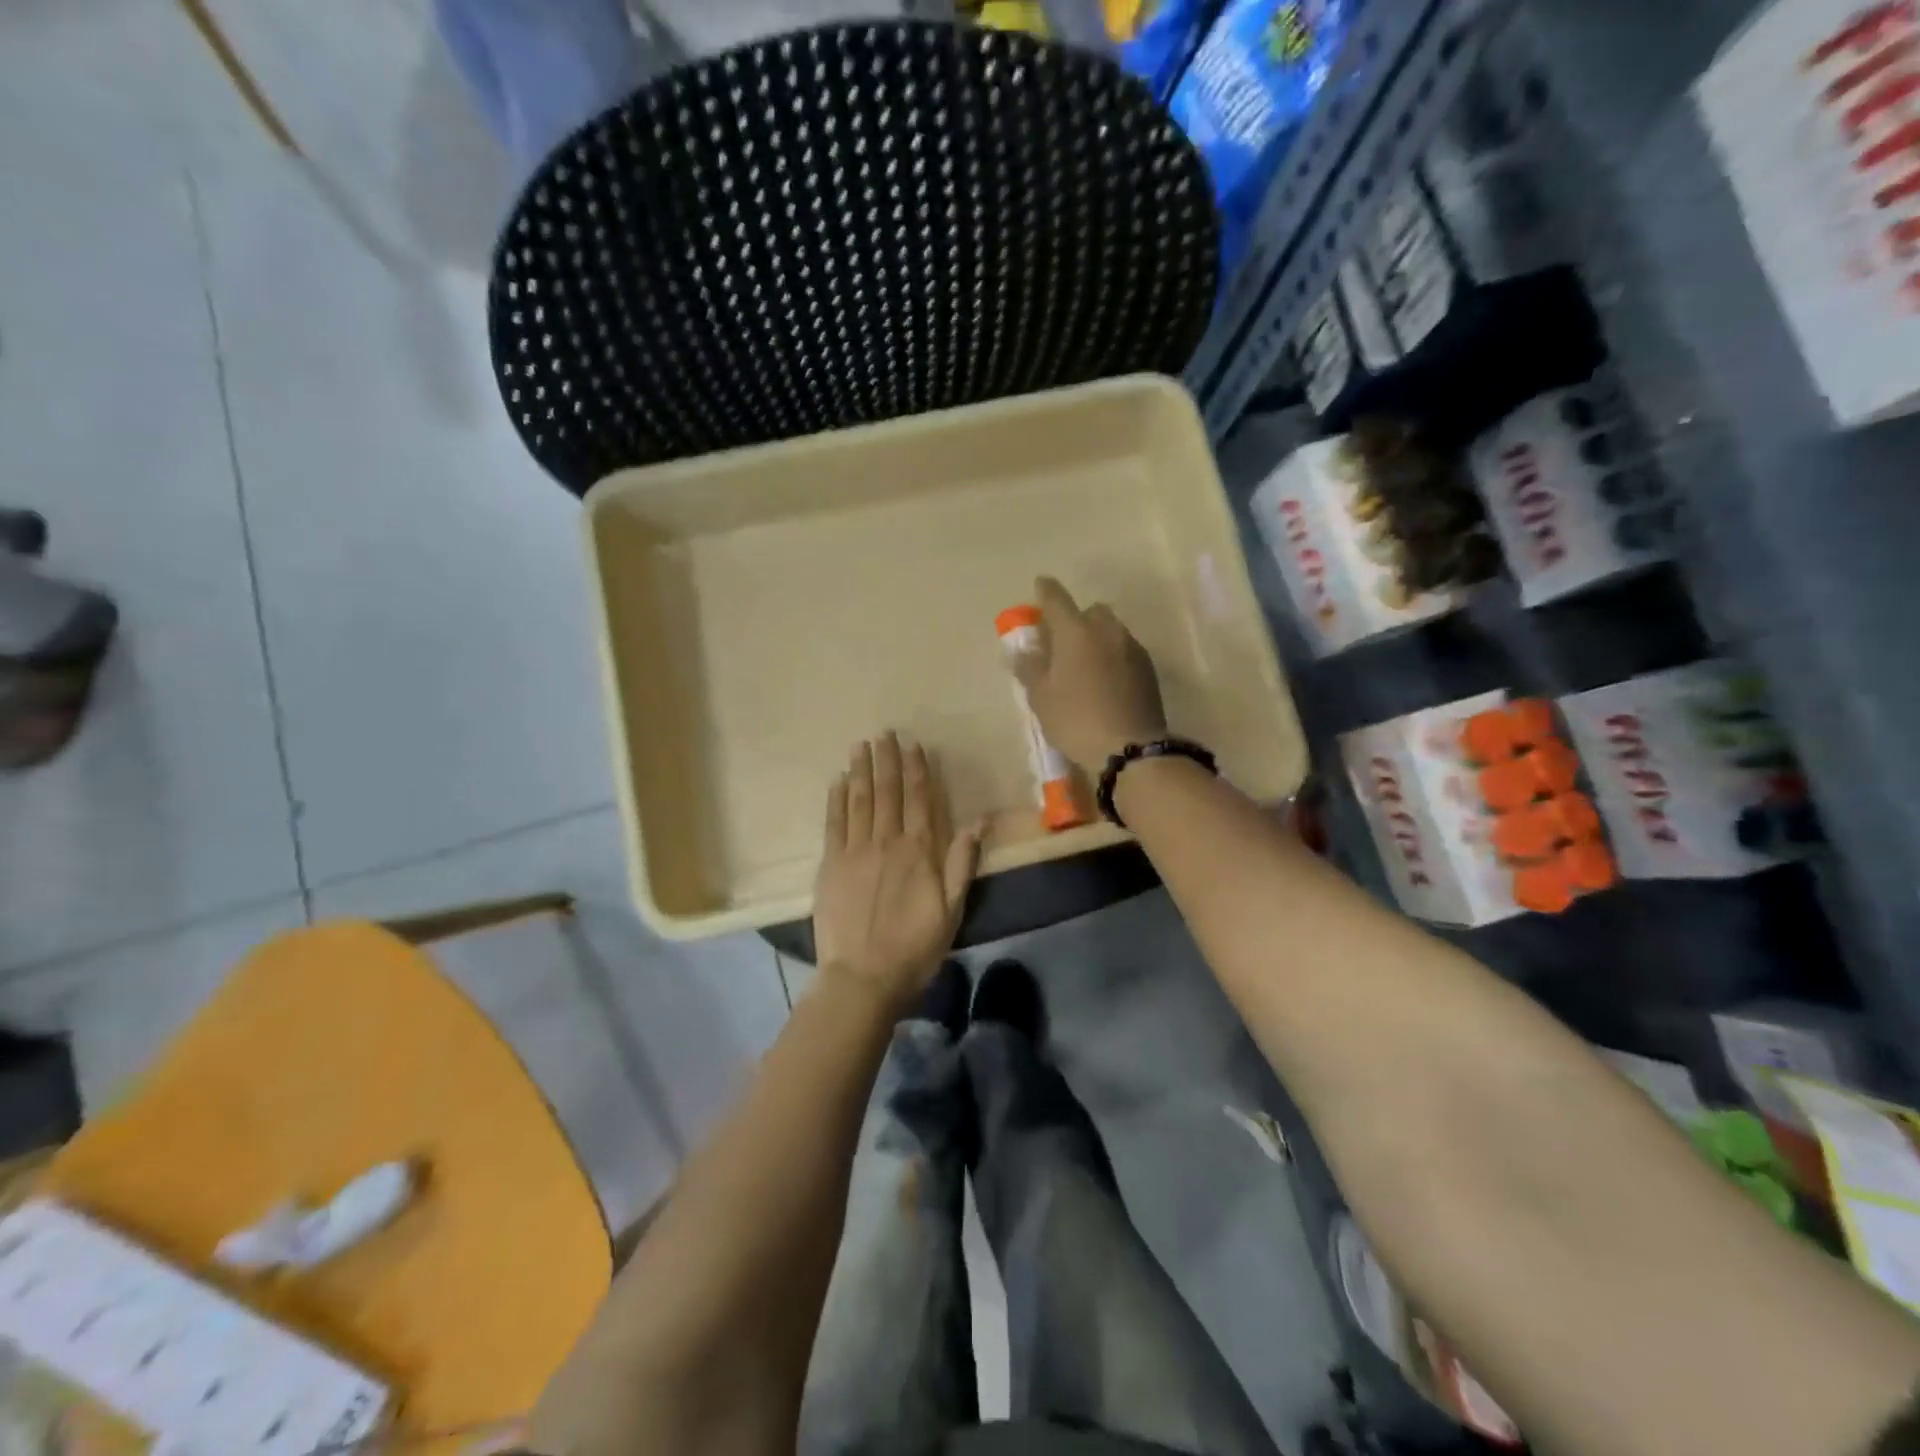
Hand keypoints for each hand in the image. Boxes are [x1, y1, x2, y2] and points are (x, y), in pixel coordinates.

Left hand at [813, 733, 983, 1011]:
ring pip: (859, 800)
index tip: (913, 746)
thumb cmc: (915, 947)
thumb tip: (979, 821)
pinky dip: (836, 799)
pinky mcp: (830, 865)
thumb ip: (962, 863)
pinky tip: (838, 781)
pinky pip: (834, 823)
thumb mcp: (952, 909)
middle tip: (884, 733)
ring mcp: (855, 851)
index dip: (917, 770)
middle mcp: (887, 841)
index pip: (919, 800)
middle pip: (887, 792)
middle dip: (887, 760)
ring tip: (861, 746)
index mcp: (919, 851)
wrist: (863, 977)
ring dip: (861, 771)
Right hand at [1011, 576, 1166, 771]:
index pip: (1056, 599)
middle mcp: (1107, 630)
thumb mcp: (1041, 697)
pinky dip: (1112, 656)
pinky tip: (1105, 680)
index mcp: (1076, 631)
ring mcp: (1132, 648)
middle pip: (1090, 611)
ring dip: (1096, 638)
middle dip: (1076, 619)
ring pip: (1111, 630)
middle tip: (1061, 642)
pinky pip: (1125, 650)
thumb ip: (1030, 667)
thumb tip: (1023, 650)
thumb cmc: (1075, 719)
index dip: (1045, 591)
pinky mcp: (1148, 669)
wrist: (1129, 749)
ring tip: (1084, 664)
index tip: (1040, 585)